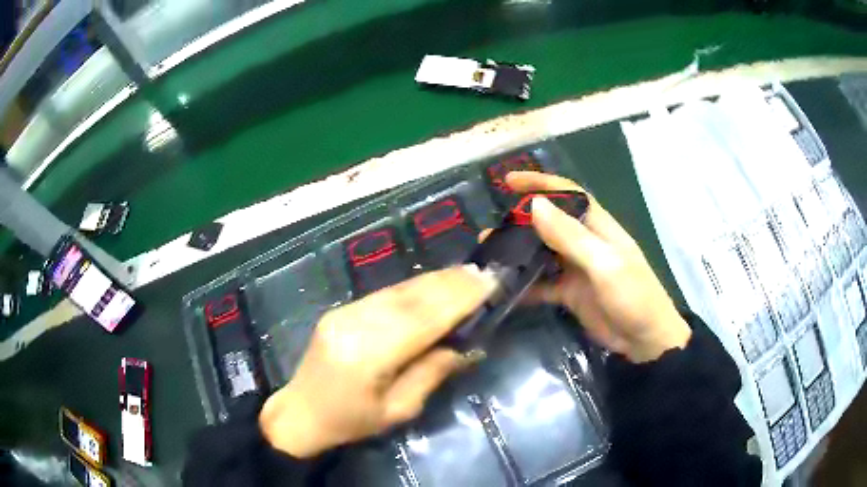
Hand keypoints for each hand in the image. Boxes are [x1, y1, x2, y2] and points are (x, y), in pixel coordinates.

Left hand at [259, 266, 497, 457]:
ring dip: (434, 280)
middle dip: (450, 283)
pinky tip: (434, 284)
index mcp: (368, 356)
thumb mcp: (398, 411)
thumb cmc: (350, 423)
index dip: (458, 299)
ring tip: (466, 273)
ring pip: (398, 290)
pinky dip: (414, 287)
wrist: (300, 413)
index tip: (487, 283)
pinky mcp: (341, 309)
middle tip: (483, 273)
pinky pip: (384, 294)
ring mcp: (344, 312)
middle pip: (410, 298)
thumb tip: (465, 347)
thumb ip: (431, 374)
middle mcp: (354, 324)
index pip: (422, 320)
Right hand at [506, 171, 690, 362]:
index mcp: (598, 226)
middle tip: (489, 228)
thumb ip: (571, 237)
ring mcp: (576, 269)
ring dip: (518, 252)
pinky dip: (524, 284)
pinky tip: (503, 288)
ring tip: (489, 254)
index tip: (509, 180)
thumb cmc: (634, 296)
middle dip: (521, 221)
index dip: (540, 183)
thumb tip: (535, 205)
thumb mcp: (604, 265)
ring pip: (542, 253)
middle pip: (549, 223)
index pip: (567, 194)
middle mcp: (585, 242)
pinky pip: (542, 283)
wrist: (645, 340)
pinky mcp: (570, 293)